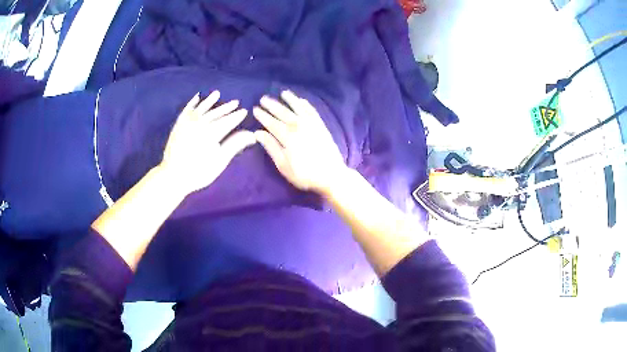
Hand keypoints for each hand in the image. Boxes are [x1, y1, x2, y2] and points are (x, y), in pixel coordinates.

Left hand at [160, 91, 255, 195]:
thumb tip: (252, 134)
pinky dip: (192, 102)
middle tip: (236, 102)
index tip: (245, 111)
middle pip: (216, 112)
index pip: (228, 120)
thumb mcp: (220, 160)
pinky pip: (187, 109)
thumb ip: (235, 144)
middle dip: (227, 107)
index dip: (237, 116)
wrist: (173, 176)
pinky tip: (197, 97)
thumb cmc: (199, 171)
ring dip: (210, 100)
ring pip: (202, 108)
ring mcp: (188, 122)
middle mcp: (201, 122)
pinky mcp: (179, 124)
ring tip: (217, 94)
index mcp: (212, 131)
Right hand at [253, 91, 346, 194]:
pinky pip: (312, 111)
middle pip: (283, 113)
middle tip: (263, 98)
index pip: (272, 123)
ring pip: (298, 108)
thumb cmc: (304, 174)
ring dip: (290, 99)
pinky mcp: (321, 126)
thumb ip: (271, 147)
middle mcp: (299, 126)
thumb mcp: (283, 165)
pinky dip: (306, 105)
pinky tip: (301, 101)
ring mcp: (312, 124)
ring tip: (283, 93)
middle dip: (272, 105)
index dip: (263, 116)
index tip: (255, 109)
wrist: (331, 175)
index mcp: (287, 136)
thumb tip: (258, 133)